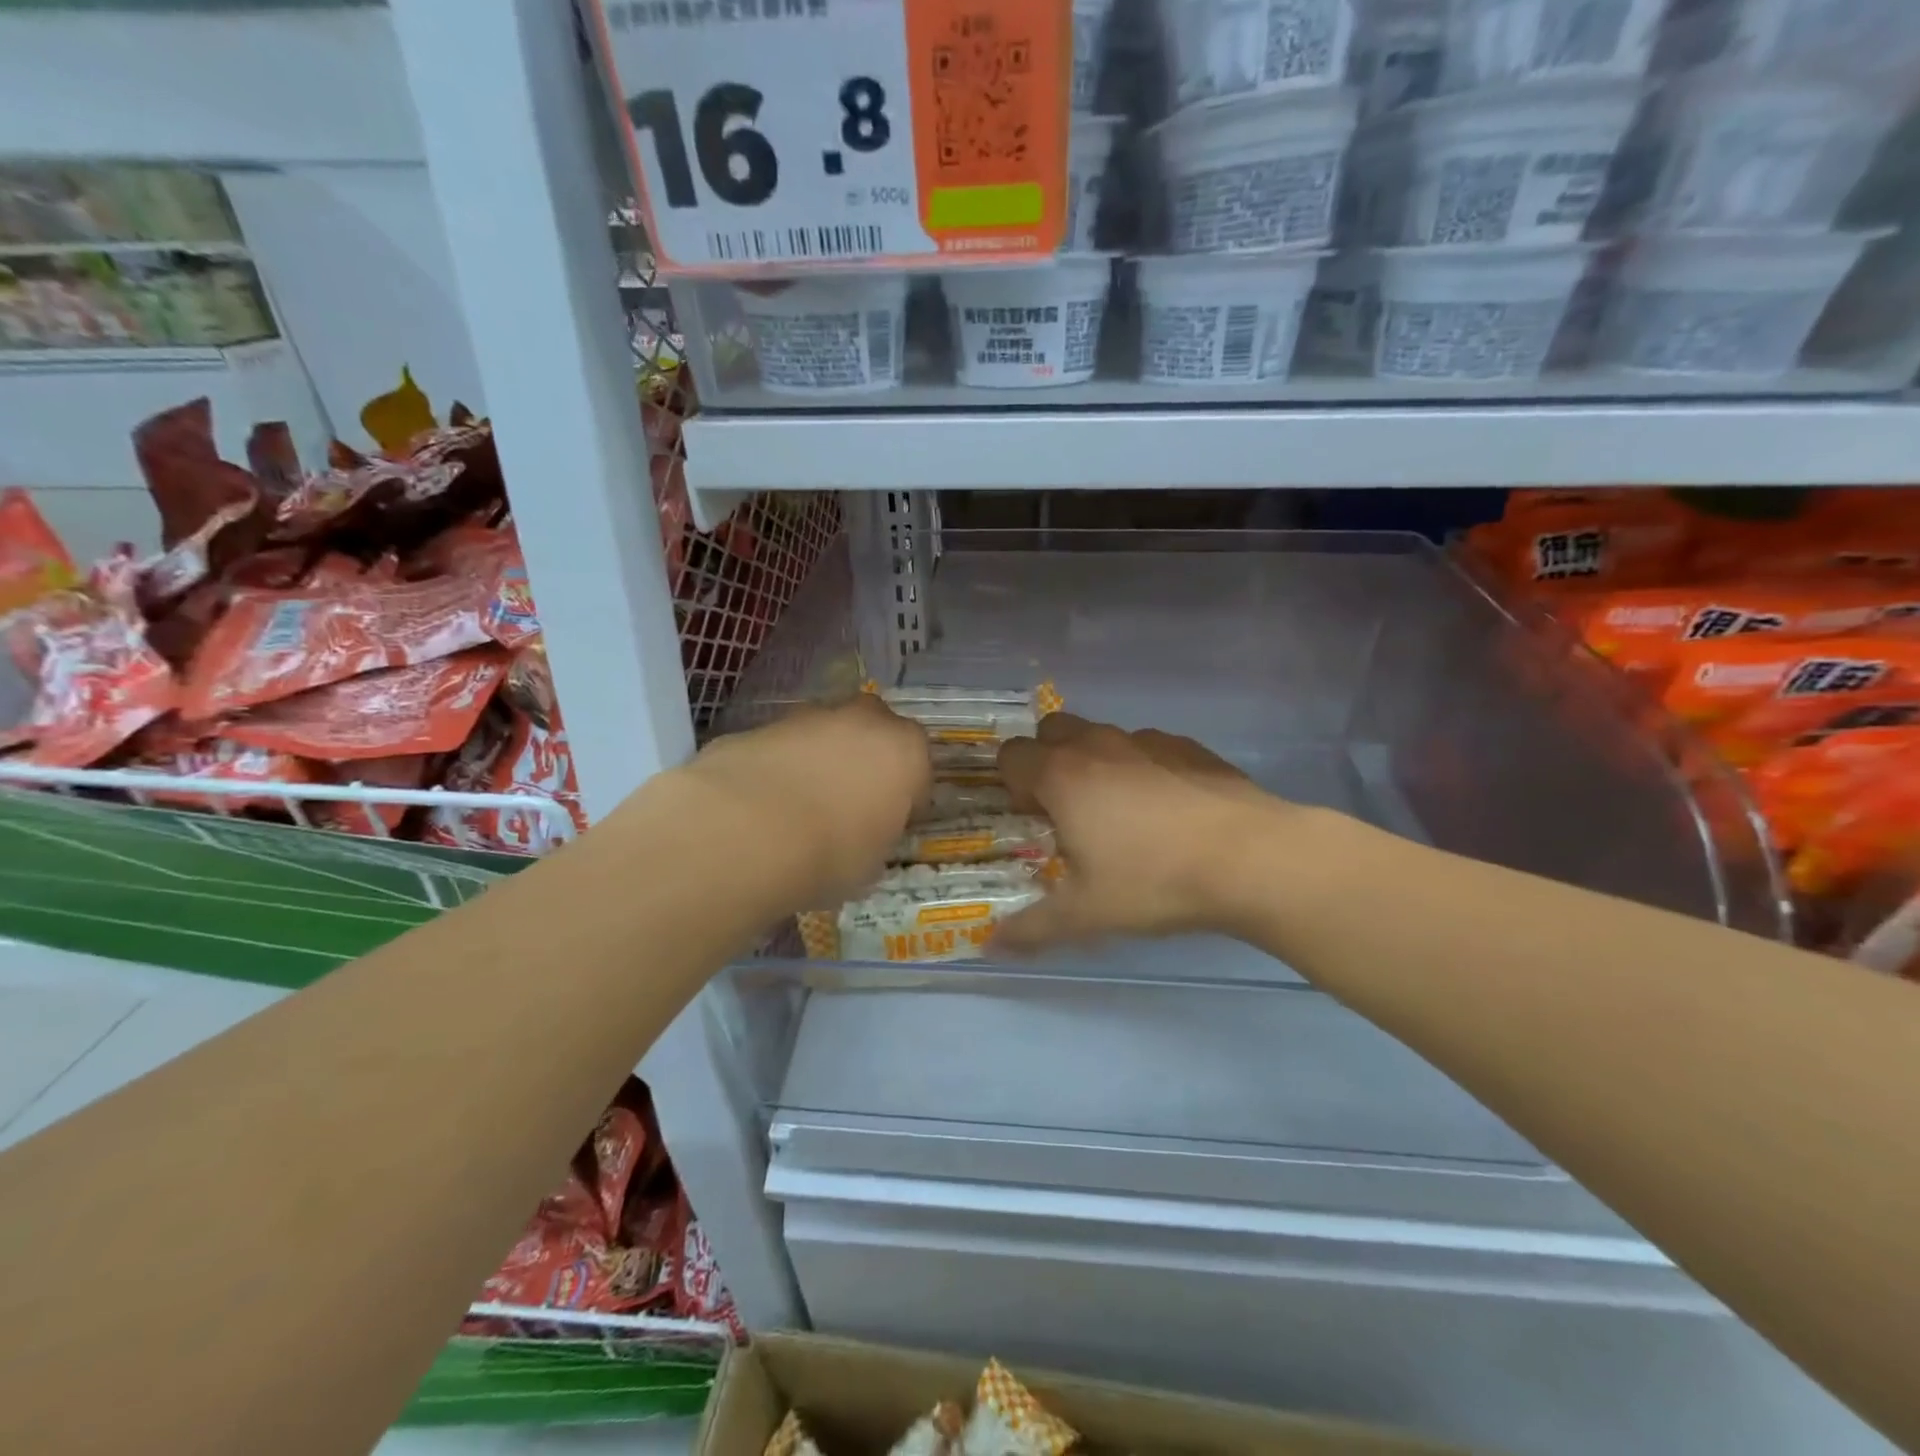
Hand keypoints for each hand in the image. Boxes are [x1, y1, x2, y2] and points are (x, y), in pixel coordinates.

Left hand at [677, 695, 931, 912]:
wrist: (745, 832)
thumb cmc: (830, 854)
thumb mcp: (871, 864)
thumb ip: (876, 836)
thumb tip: (862, 836)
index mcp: (905, 751)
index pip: (919, 769)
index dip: (906, 798)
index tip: (891, 824)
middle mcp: (862, 721)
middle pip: (874, 734)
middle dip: (865, 761)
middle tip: (849, 805)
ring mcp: (807, 717)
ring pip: (824, 735)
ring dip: (820, 761)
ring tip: (798, 809)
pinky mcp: (759, 725)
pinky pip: (781, 748)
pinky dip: (779, 767)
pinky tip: (761, 806)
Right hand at [994, 714, 1285, 950]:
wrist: (1252, 858)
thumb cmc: (1155, 881)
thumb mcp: (1086, 915)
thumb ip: (1032, 927)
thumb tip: (991, 946)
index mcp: (1063, 776)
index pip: (1012, 755)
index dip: (1012, 784)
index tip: (1033, 819)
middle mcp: (1098, 745)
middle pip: (1051, 730)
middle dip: (1047, 759)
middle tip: (1067, 809)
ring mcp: (1146, 740)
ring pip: (1101, 735)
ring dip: (1095, 763)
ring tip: (1121, 815)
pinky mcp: (1188, 746)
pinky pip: (1147, 747)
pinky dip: (1142, 768)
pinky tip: (1168, 811)